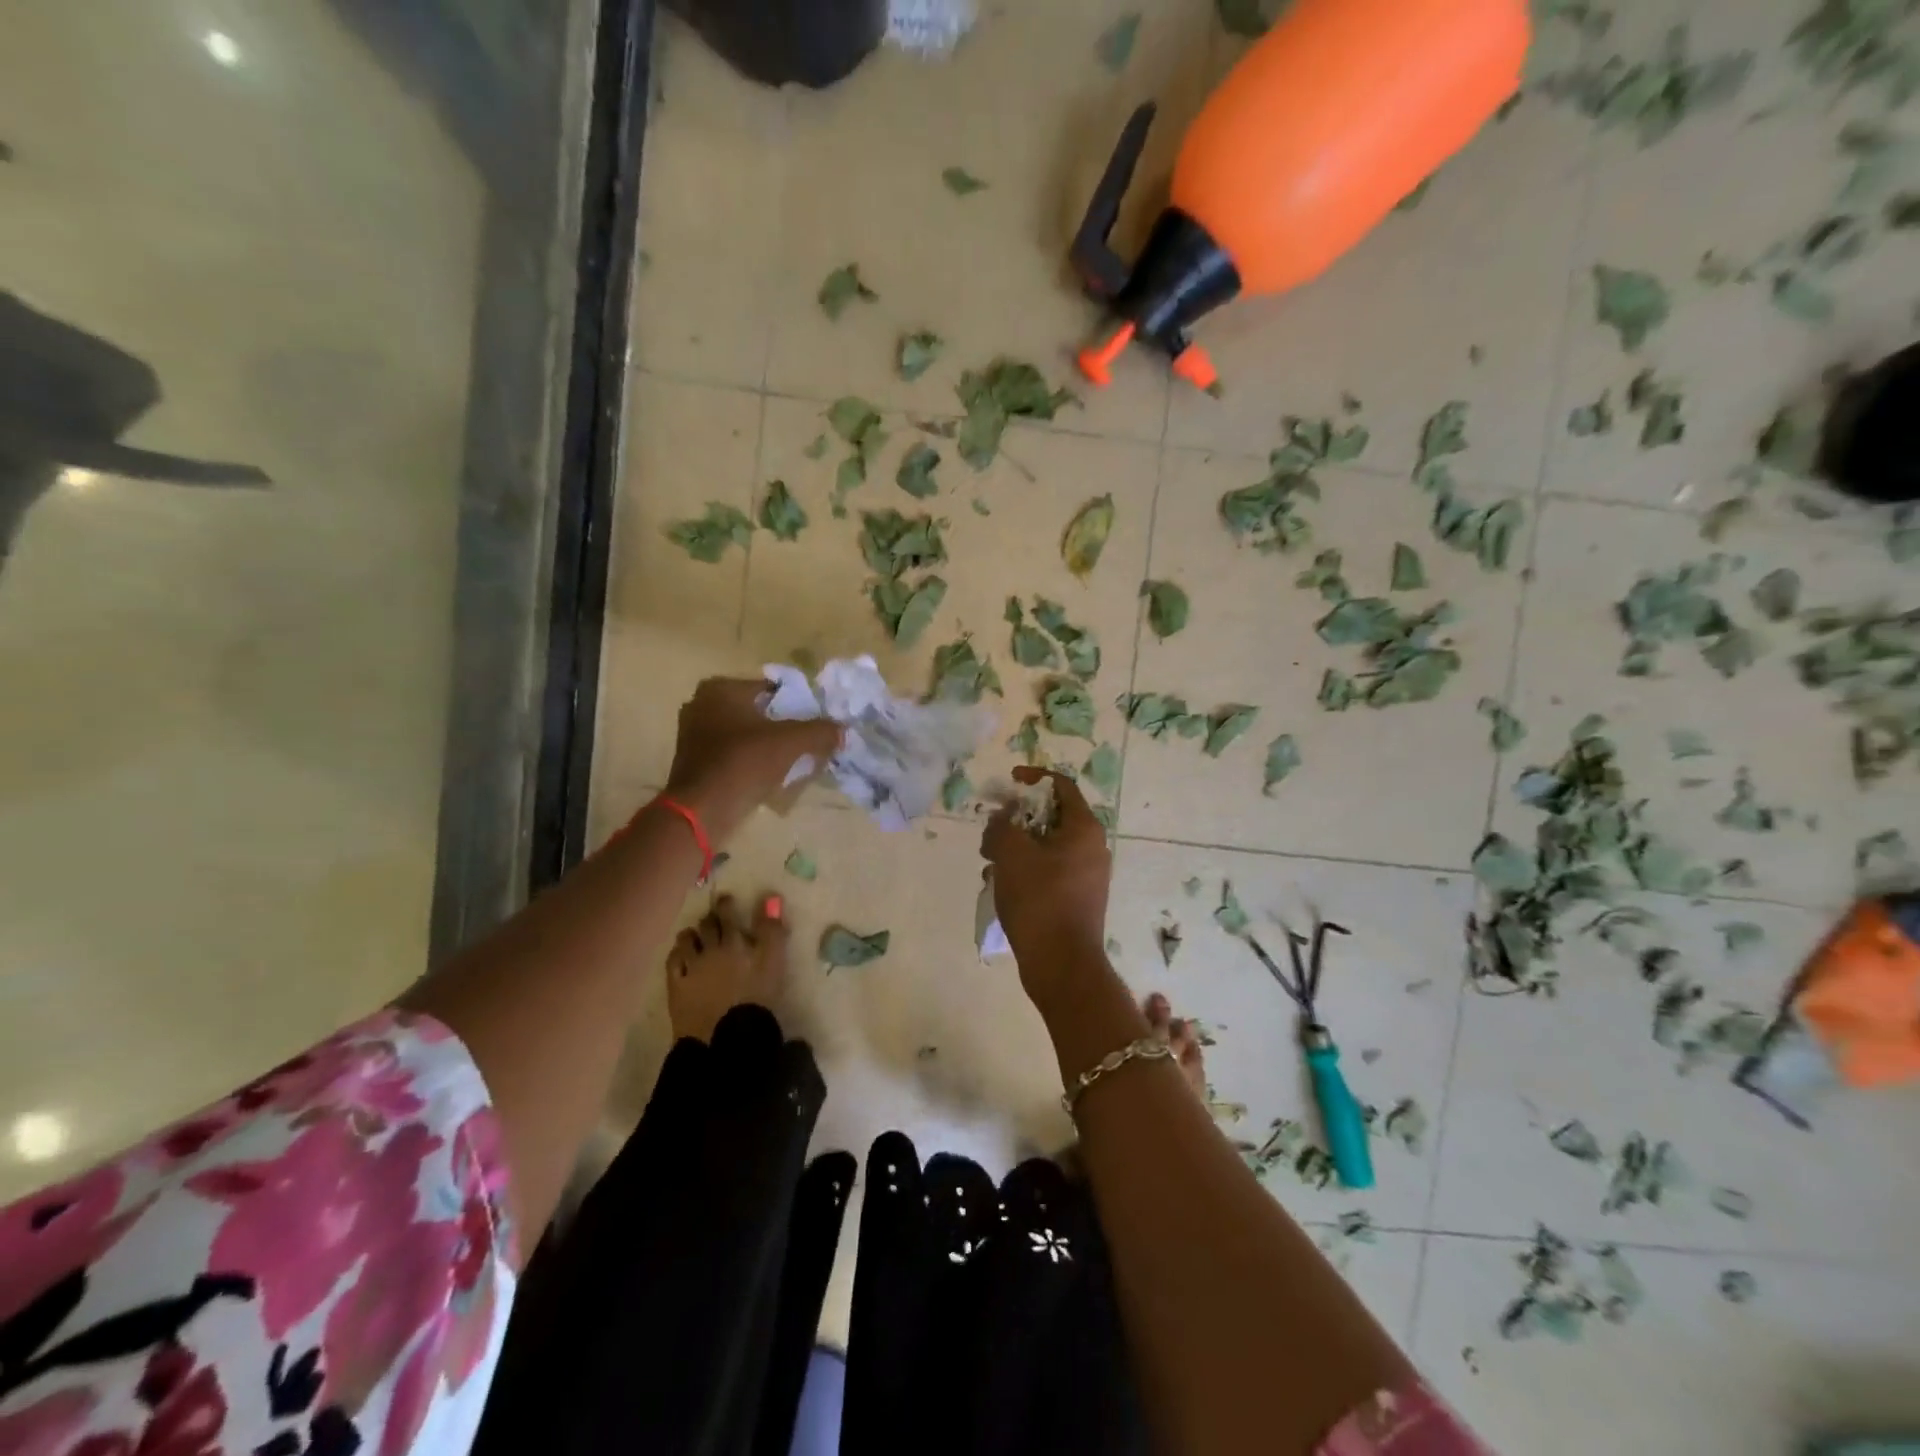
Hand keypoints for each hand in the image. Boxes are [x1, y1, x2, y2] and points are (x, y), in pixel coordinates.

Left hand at [663, 678, 842, 842]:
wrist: (702, 811)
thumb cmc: (744, 763)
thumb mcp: (791, 743)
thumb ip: (819, 731)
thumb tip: (842, 730)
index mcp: (721, 689)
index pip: (772, 689)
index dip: (798, 705)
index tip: (815, 724)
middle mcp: (701, 704)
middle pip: (758, 712)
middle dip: (782, 727)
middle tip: (807, 743)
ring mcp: (693, 733)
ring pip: (745, 734)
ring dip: (767, 746)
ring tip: (792, 762)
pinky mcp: (693, 761)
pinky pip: (732, 754)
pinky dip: (750, 761)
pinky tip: (769, 776)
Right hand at [981, 766, 1111, 1003]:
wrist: (1062, 964)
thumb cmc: (1039, 900)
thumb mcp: (1011, 853)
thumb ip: (1002, 825)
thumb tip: (1003, 818)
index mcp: (1084, 828)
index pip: (1061, 786)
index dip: (1033, 777)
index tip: (1008, 782)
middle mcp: (1092, 847)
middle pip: (1051, 817)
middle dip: (1016, 819)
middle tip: (991, 832)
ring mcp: (1087, 875)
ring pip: (1046, 847)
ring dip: (1015, 847)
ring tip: (989, 863)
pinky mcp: (1076, 899)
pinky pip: (1048, 871)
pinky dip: (1024, 871)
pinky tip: (999, 887)